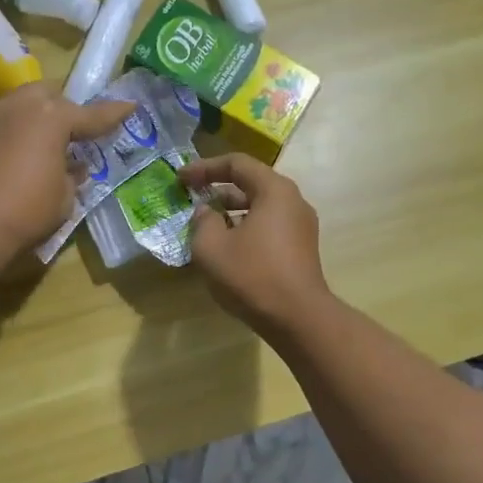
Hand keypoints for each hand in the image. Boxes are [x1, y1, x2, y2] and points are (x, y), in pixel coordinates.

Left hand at [0, 83, 136, 256]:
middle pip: (51, 97)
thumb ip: (72, 176)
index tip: (130, 107)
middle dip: (67, 110)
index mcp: (53, 116)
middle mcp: (23, 107)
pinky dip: (23, 134)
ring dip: (41, 120)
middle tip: (80, 133)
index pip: (92, 115)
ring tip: (53, 145)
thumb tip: (72, 168)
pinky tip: (28, 157)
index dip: (114, 114)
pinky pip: (9, 125)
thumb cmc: (27, 209)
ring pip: (26, 106)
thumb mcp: (64, 197)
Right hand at [179, 153, 329, 336]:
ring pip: (260, 208)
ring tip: (205, 226)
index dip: (204, 168)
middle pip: (251, 184)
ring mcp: (301, 226)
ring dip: (231, 213)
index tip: (181, 179)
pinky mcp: (301, 249)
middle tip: (192, 200)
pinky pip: (269, 228)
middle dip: (218, 190)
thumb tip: (207, 212)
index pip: (237, 164)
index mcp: (274, 190)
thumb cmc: (252, 275)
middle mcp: (293, 201)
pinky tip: (228, 248)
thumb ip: (203, 222)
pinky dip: (246, 229)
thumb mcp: (211, 247)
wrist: (297, 318)